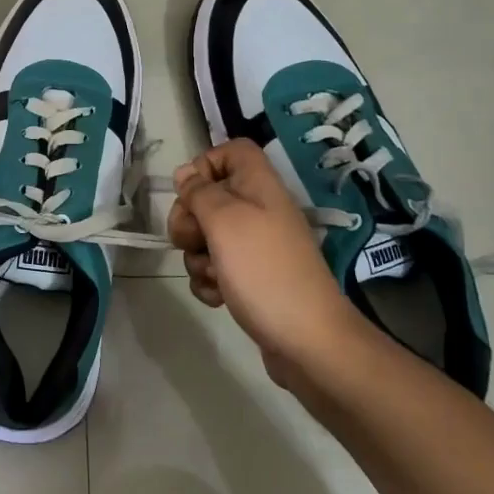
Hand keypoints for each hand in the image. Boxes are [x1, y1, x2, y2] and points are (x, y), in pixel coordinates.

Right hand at [168, 139, 364, 392]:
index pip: (232, 151)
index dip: (205, 164)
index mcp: (260, 187)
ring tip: (213, 276)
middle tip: (192, 240)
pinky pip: (216, 268)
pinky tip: (218, 297)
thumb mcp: (224, 221)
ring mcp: (257, 248)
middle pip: (210, 196)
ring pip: (207, 236)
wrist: (307, 341)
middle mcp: (260, 211)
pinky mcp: (252, 279)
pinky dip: (209, 281)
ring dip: (197, 256)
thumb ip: (199, 192)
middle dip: (189, 219)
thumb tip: (186, 174)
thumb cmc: (263, 271)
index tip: (188, 192)